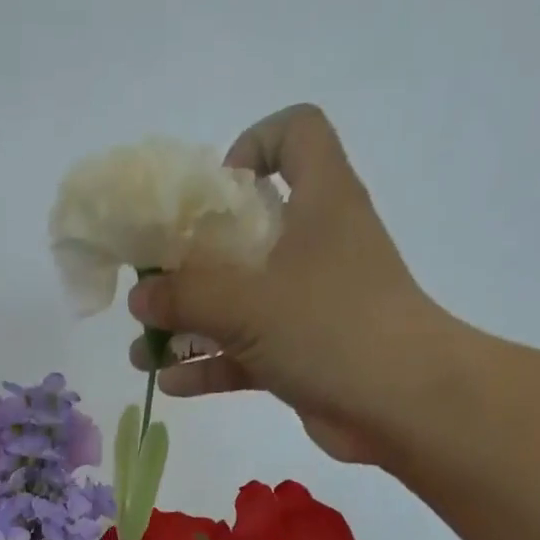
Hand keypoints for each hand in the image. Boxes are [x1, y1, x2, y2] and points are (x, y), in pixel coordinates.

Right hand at [127, 103, 471, 466]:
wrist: (399, 404)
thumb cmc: (330, 328)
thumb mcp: (248, 303)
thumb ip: (187, 295)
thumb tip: (139, 297)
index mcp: (320, 200)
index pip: (296, 135)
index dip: (253, 146)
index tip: (212, 191)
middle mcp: (316, 245)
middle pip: (248, 230)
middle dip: (192, 260)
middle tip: (152, 286)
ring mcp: (309, 304)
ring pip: (240, 302)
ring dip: (190, 326)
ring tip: (142, 351)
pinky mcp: (303, 355)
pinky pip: (247, 353)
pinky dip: (212, 366)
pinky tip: (171, 385)